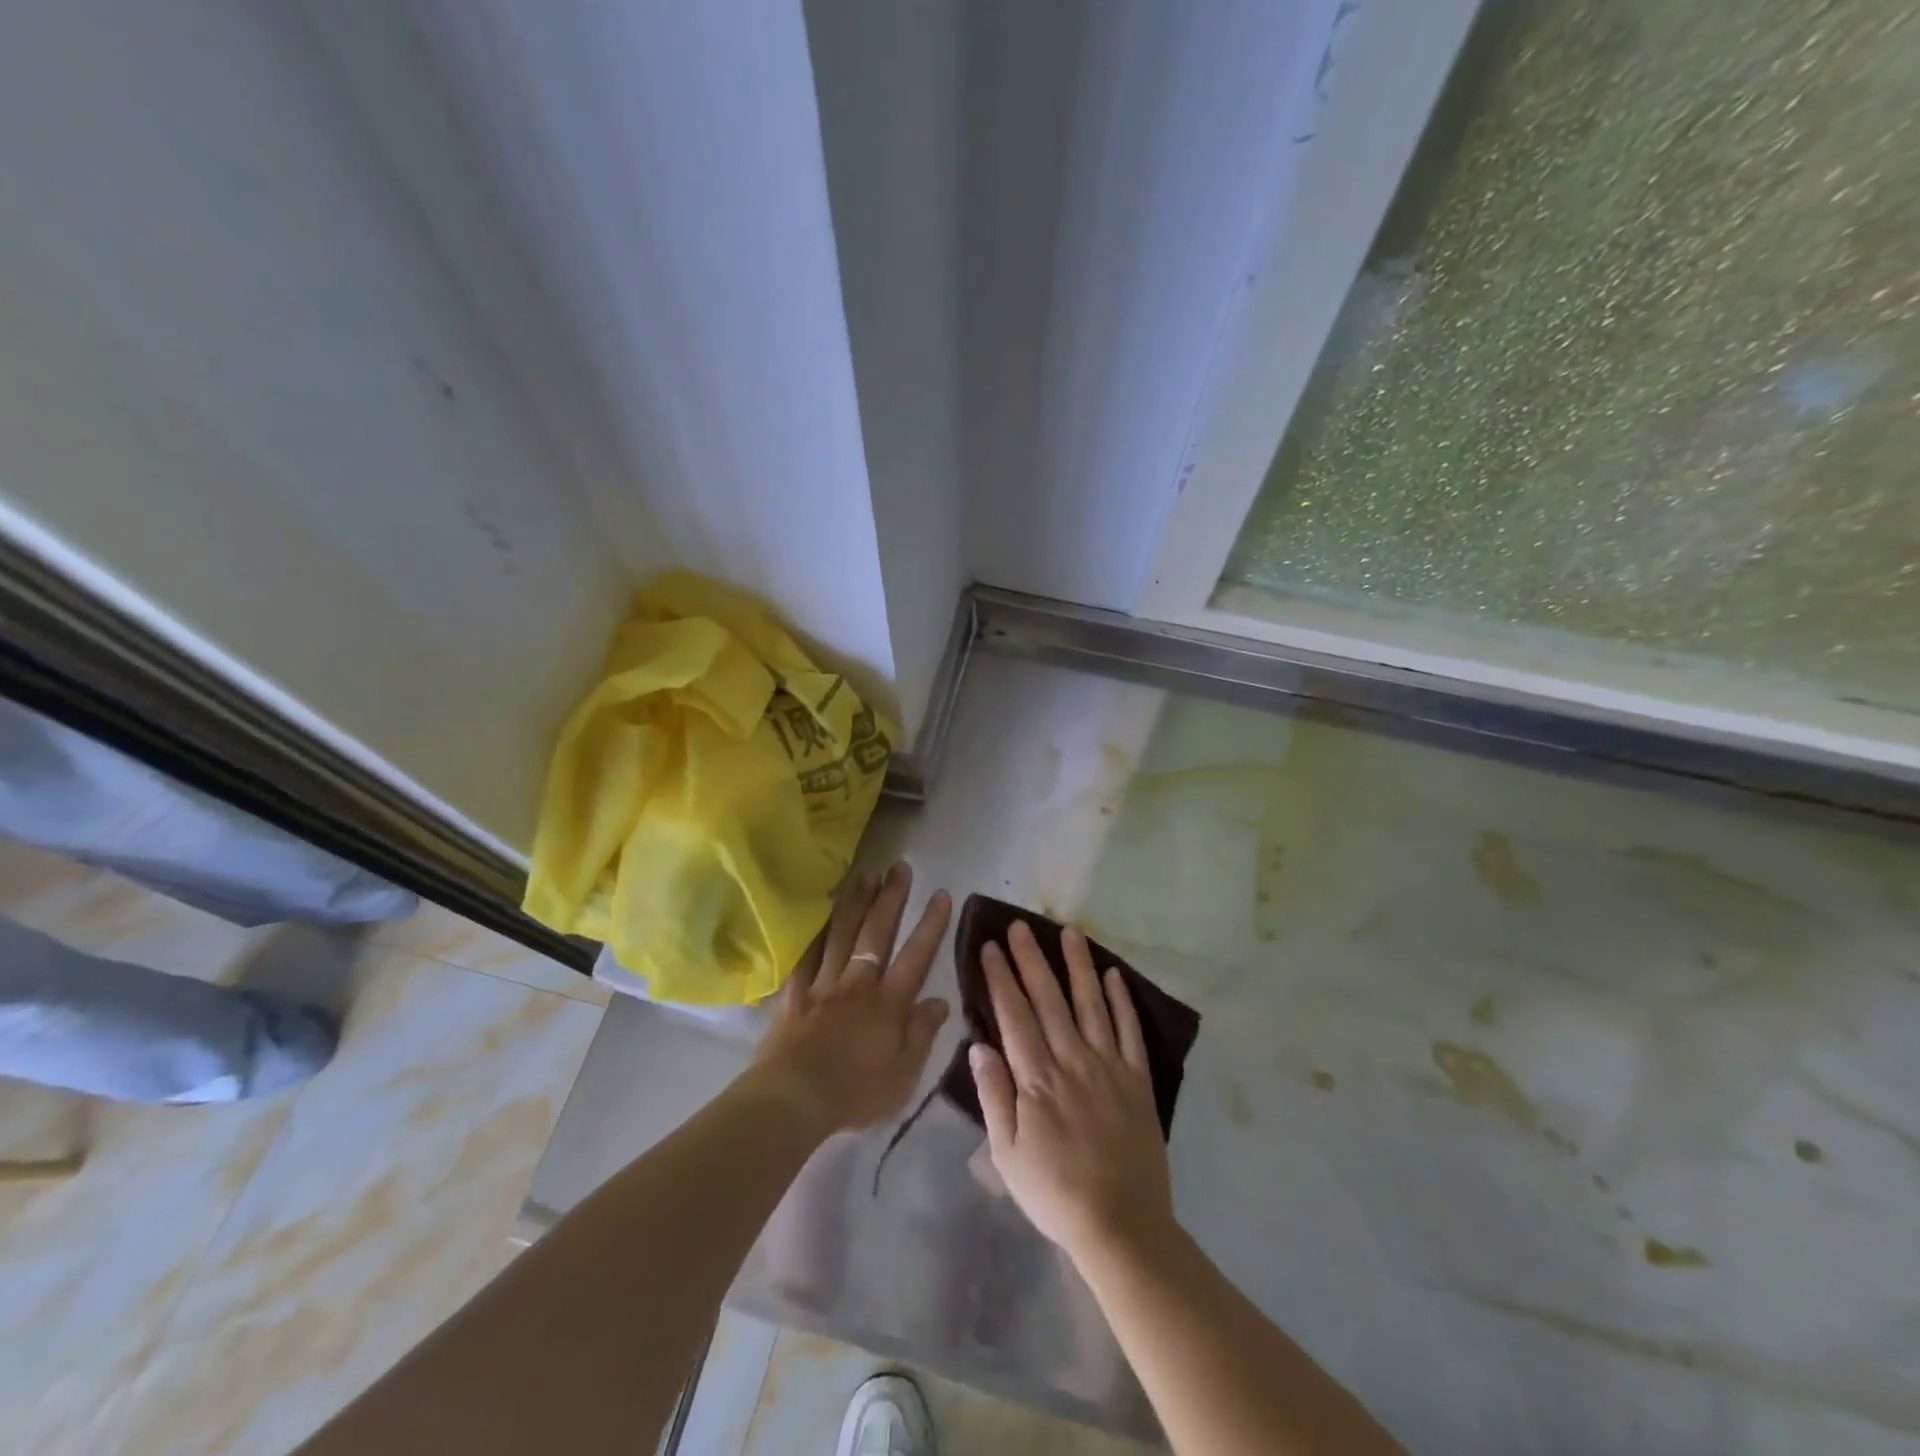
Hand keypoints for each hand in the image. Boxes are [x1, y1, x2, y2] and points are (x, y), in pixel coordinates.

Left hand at [750, 862, 951, 1136]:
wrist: (794, 1099)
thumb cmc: (855, 1093)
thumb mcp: (903, 1075)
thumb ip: (922, 1034)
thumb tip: (941, 1001)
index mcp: (888, 1004)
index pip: (915, 956)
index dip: (930, 925)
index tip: (940, 894)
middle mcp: (858, 984)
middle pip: (877, 934)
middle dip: (891, 898)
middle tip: (899, 867)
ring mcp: (824, 985)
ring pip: (842, 934)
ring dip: (856, 902)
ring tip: (866, 874)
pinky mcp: (796, 994)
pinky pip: (806, 955)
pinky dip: (814, 932)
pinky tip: (820, 913)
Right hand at [970, 921, 1175, 1262]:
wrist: (1121, 1225)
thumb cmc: (1054, 1193)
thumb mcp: (1006, 1155)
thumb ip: (993, 1096)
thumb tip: (978, 1045)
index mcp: (1036, 1079)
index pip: (1014, 1015)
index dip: (1001, 978)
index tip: (991, 947)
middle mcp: (1071, 1060)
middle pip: (1048, 1000)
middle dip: (1032, 959)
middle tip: (1020, 926)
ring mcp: (1108, 1066)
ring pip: (1090, 1004)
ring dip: (1077, 966)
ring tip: (1069, 931)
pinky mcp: (1137, 1079)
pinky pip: (1129, 1031)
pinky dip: (1121, 1000)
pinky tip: (1113, 974)